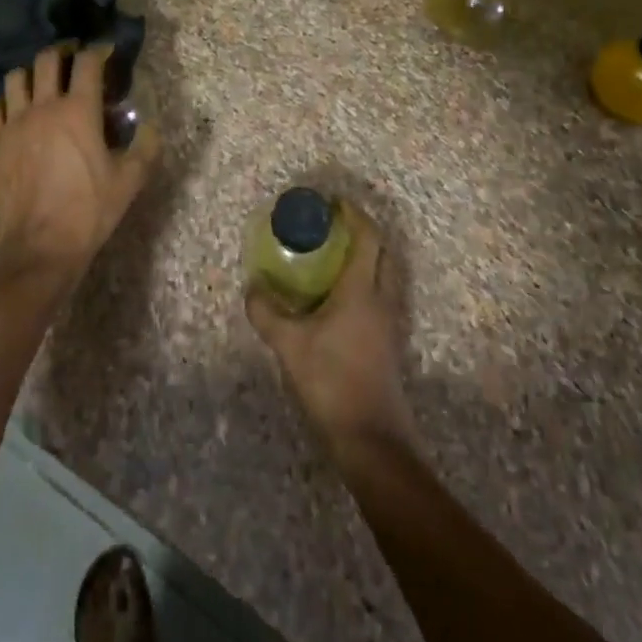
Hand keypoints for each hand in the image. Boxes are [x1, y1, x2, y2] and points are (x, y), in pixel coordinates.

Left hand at [0, 45, 159, 286]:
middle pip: (47, 60)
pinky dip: (3, 103)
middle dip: (62, 54)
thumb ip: (146, 148)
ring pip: (15, 78)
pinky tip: (13, 114)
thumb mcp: (130, 181)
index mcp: (79, 111)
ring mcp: (13, 123)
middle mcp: (44, 107)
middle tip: (72, 64)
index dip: (98, 52)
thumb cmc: (89, 211)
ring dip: (30, 75)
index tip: (105, 54)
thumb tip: (152, 127)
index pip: (87, 62)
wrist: (39, 247)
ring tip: (41, 86)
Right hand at [246, 211, 417, 460]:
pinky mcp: (388, 343)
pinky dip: (363, 283)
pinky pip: (379, 296)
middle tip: (332, 227)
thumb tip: (252, 288)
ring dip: (365, 258)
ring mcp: (389, 323)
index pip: (367, 237)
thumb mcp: (289, 345)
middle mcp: (381, 299)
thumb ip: (267, 312)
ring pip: (384, 275)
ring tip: (332, 258)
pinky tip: (337, 298)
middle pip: (382, 251)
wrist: (371, 438)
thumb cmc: (332, 381)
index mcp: (361, 290)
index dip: (353, 214)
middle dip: (361, 232)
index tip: (333, 202)